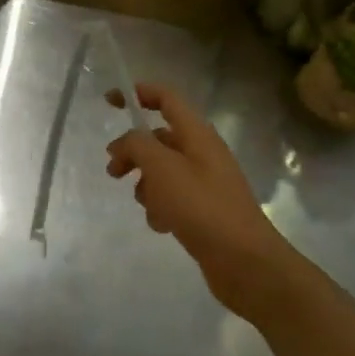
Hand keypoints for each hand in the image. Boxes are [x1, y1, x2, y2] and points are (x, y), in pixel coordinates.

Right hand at [105, 83, 298, 321]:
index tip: (109, 101)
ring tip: (148, 206)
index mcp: (198, 135)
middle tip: (113, 171)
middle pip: (159, 138)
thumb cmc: (202, 207)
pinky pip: (172, 198)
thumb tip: (125, 141)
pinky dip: (161, 208)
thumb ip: (137, 145)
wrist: (245, 262)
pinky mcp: (205, 210)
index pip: (166, 98)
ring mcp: (206, 182)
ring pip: (162, 171)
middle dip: (133, 152)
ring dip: (146, 185)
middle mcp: (203, 153)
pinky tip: (162, 225)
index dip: (138, 93)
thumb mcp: (162, 168)